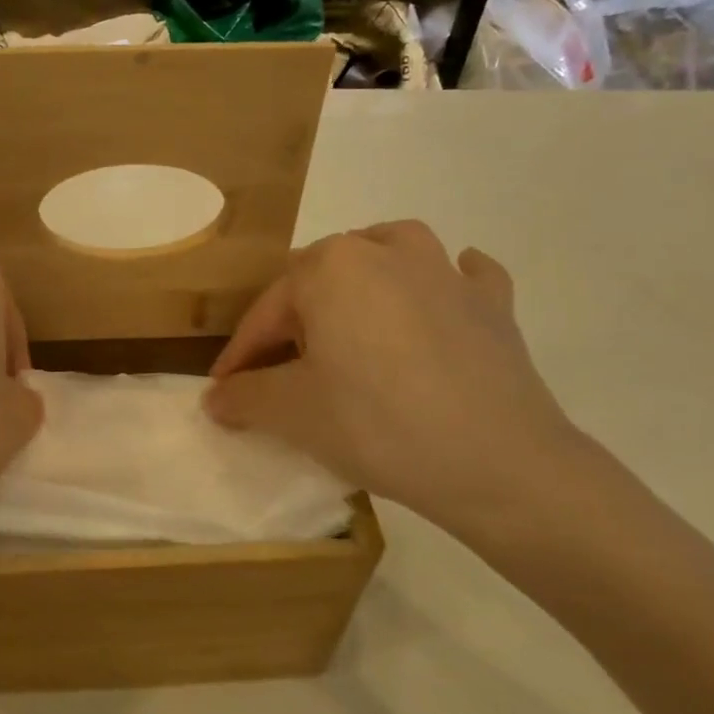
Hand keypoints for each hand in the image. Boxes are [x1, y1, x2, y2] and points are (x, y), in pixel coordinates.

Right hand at [203, 221, 587, 544]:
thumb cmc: (376, 424)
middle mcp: (387, 250)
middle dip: (296, 318)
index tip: (225, 391)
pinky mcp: (493, 304)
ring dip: (366, 276)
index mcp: (332, 267)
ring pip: (391, 253)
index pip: (268, 312)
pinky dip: (447, 283)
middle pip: (322, 278)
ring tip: (353, 313)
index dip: (241, 354)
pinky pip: (464, 277)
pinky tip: (442, 299)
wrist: (498, 463)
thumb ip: (243, 397)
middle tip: (284, 366)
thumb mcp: (292, 413)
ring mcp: (446, 273)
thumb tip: (215, 398)